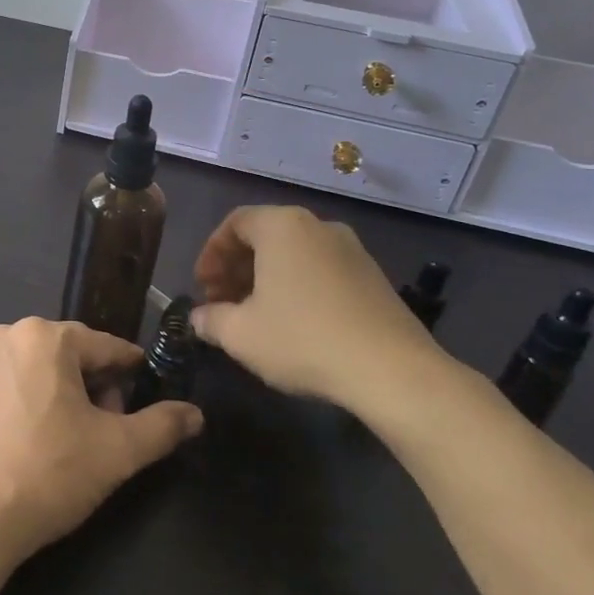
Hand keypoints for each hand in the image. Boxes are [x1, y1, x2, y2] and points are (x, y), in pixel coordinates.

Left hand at [0, 319, 201, 563]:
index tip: (147, 396)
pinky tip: (36, 443)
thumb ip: (162, 426)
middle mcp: (7, 335)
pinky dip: (31, 403)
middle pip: (71, 355)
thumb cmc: (49, 473)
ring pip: (40, 369)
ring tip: (74, 441)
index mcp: (44, 335)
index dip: (132, 373)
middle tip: (108, 429)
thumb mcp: (118, 451)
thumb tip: (196, 414)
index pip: (106, 347)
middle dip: (96, 387)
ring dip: (64, 395)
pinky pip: (11, 384)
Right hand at [191, 206, 445, 412]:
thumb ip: (211, 319)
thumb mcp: (240, 335)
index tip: (202, 287)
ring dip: (266, 279)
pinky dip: (297, 286)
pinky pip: (321, 270)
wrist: (393, 371)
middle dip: (237, 268)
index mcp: (282, 226)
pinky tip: (294, 324)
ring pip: (294, 254)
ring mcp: (351, 249)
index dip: (211, 254)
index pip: (234, 223)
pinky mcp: (374, 277)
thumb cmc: (303, 339)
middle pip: (265, 236)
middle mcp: (318, 226)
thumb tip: (199, 317)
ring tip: (254, 316)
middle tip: (222, 303)